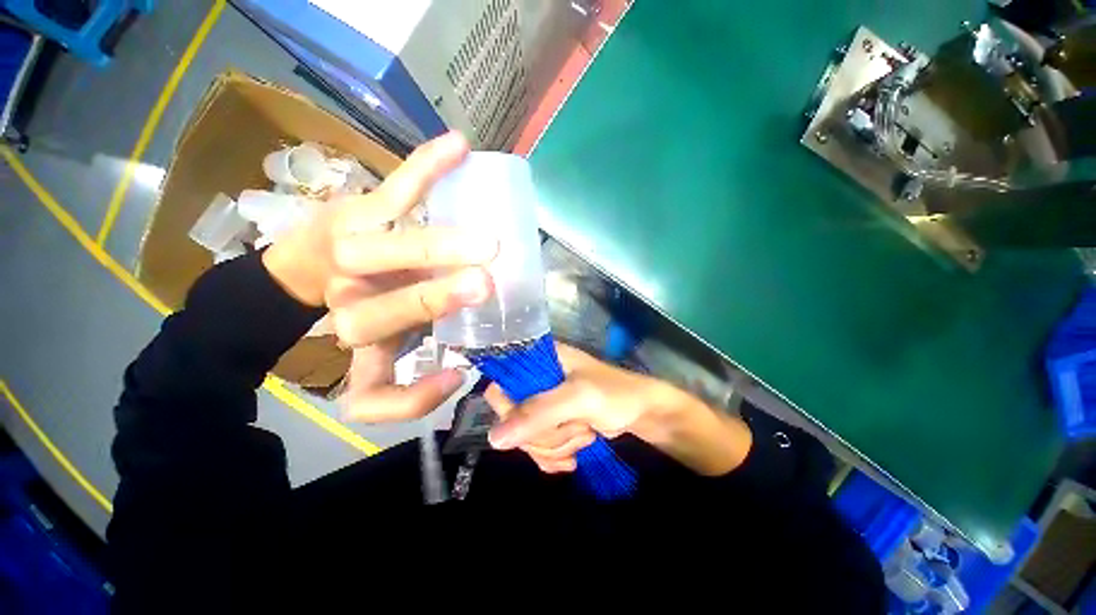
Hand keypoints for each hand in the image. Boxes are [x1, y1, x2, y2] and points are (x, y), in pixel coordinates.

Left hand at [262, 132, 498, 421]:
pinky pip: (396, 188)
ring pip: (386, 249)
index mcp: (359, 342)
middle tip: (484, 283)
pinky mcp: (363, 209)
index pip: (370, 392)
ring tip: (484, 243)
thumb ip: (408, 387)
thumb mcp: (377, 358)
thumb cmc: (358, 307)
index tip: (459, 373)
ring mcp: (354, 249)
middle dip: (433, 300)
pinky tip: (458, 148)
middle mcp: (350, 302)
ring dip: (436, 246)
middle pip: (380, 312)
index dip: (414, 397)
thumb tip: (457, 374)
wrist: (309, 263)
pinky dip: (426, 168)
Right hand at [485, 344, 752, 475]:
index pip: (501, 383)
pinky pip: (537, 448)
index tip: (532, 422)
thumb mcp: (578, 398)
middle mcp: (536, 380)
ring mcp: (544, 403)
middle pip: (512, 417)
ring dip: (555, 445)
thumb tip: (493, 438)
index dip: (509, 408)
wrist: (642, 413)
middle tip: (573, 428)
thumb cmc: (614, 394)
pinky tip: (574, 455)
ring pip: (525, 437)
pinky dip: (554, 457)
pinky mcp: (553, 423)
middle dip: (544, 433)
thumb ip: (538, 412)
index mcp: (539, 360)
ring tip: (583, 435)